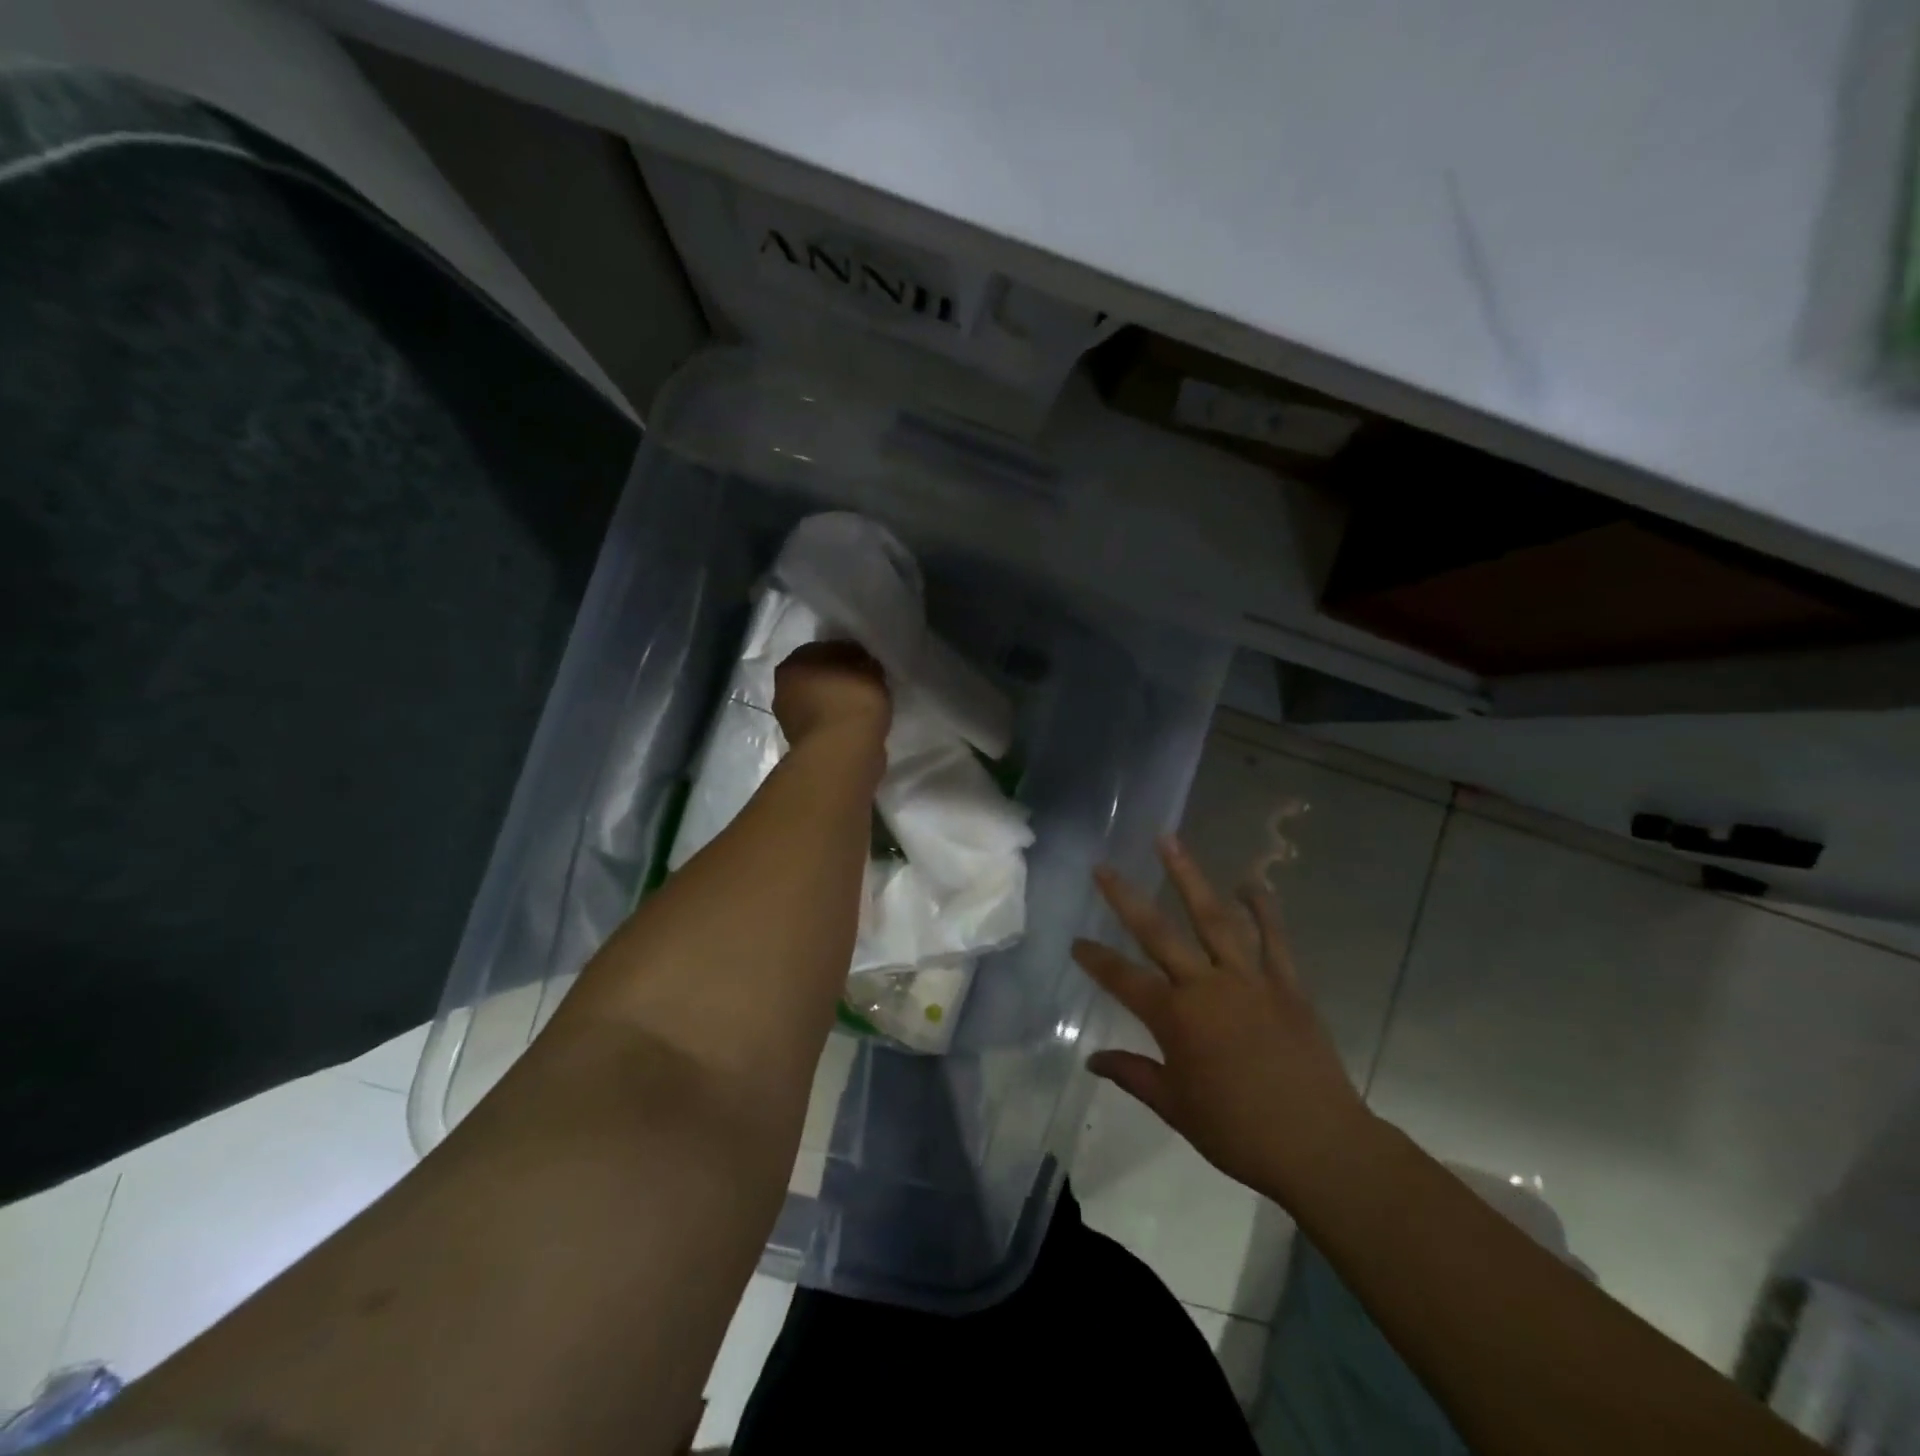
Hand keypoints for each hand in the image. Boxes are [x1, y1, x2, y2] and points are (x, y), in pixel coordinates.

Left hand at [773, 639, 890, 750]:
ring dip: (837, 702)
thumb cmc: (851, 701)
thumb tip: (863, 666)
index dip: (848, 653)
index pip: (824, 649)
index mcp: (793, 664)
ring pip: (820, 702)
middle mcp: (783, 689)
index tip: (867, 662)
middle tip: (865, 683)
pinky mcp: (802, 744)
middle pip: (817, 676)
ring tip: (863, 707)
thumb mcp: (869, 670)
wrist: (841, 753)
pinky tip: (857, 725)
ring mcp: (790, 720)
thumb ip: (864, 663)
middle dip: (838, 678)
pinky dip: (838, 723)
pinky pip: (825, 724)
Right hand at [1072, 835, 1373, 1202]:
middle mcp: (1206, 986)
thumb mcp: (1175, 1107)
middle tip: (1103, 868)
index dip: (1095, 959)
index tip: (1076, 943)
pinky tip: (1250, 883)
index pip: (1122, 978)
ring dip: (1189, 877)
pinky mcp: (1287, 984)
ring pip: (1213, 917)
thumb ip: (1132, 1074)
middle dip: (1125, 898)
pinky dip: (1263, 908)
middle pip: (1158, 932)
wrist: (1319, 1146)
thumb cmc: (1238, 1132)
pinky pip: (1274, 938)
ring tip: (1169, 841)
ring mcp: (1249, 979)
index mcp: (1175, 1018)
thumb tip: (1092, 1060)